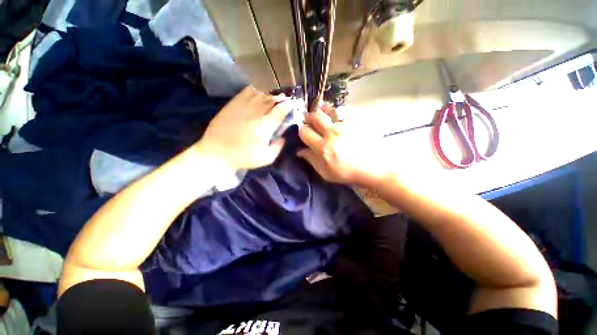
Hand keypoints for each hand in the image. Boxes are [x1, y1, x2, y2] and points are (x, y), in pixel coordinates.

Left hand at [194, 87, 295, 169]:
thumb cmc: (242, 158)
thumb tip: (283, 137)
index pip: (280, 111)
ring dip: (269, 94)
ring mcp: (242, 107)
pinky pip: (245, 93)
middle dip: (280, 98)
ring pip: (259, 94)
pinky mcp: (231, 105)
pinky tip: (258, 92)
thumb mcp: (266, 159)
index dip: (288, 106)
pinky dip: (254, 90)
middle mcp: (255, 113)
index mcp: (264, 127)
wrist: (215, 153)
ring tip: (274, 95)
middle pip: (271, 100)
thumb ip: (277, 147)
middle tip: (285, 98)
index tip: (293, 103)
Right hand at [297, 107, 392, 186]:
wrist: (374, 168)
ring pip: (329, 110)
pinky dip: (338, 115)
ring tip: (326, 117)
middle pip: (315, 116)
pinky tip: (341, 121)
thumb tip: (299, 151)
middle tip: (311, 121)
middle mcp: (332, 133)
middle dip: (309, 117)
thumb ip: (311, 160)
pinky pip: (344, 112)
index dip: (302, 131)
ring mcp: (346, 125)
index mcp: (323, 147)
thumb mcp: (326, 173)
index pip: (304, 131)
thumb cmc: (348, 173)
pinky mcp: (357, 121)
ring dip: (323, 112)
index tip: (305, 133)